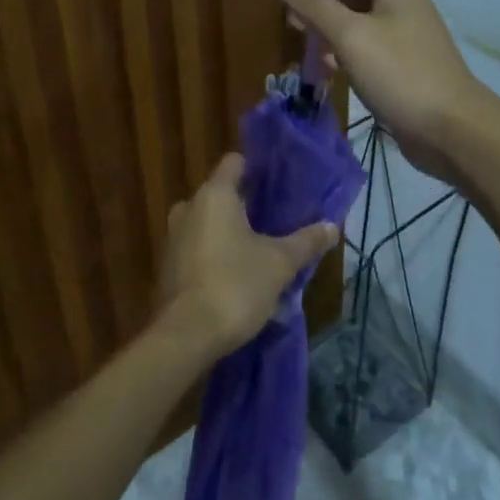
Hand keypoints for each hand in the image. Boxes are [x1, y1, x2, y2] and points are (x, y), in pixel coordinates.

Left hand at [155, 154, 339, 358]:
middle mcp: (188, 207)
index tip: (278, 183)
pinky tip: (237, 277)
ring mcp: (173, 238)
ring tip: (260, 253)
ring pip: (208, 224)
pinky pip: (196, 249)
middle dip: (246, 207)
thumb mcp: (279, 264)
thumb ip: (305, 242)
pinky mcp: (167, 267)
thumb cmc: (235, 285)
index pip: (235, 163)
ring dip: (230, 234)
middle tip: (275, 223)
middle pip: (221, 195)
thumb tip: (332, 226)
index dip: (256, 169)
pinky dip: (214, 255)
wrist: (186, 336)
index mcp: (214, 195)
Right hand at [271, 0, 482, 183]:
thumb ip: (314, 2)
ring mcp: (403, 38)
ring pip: (357, 21)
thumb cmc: (400, 74)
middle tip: (289, 15)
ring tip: (301, 40)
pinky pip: (365, 47)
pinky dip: (342, 51)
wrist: (452, 132)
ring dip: (328, 26)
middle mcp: (401, 6)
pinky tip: (325, 67)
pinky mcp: (401, 67)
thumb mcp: (350, 36)